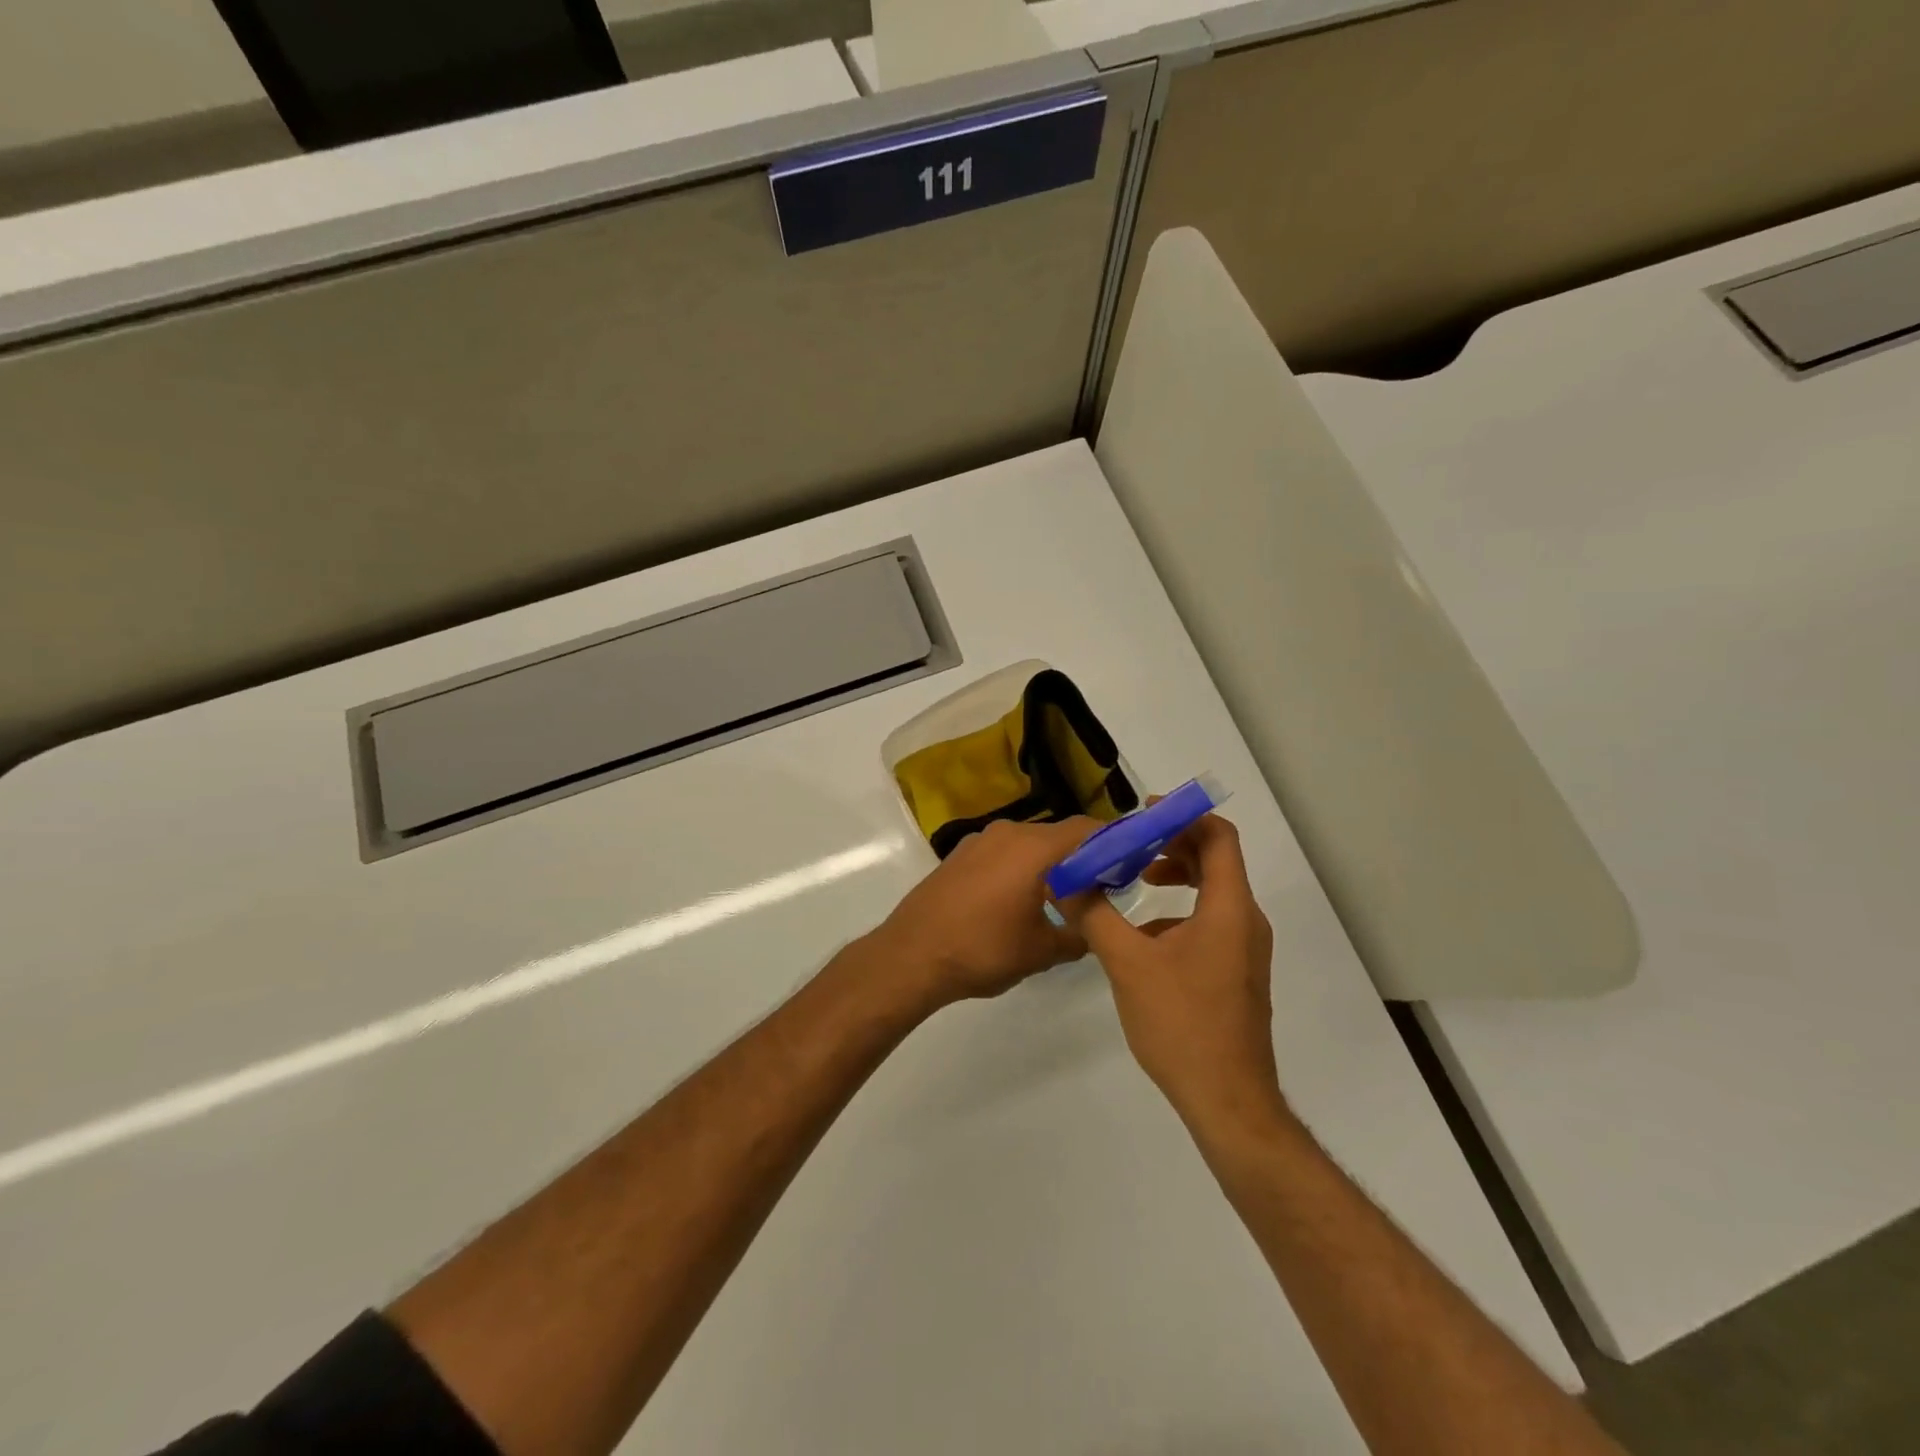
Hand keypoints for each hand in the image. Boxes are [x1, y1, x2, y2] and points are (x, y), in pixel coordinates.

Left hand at [866, 818, 1098, 1008]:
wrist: (911, 955)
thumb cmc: (982, 949)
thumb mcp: (1041, 951)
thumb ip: (1077, 937)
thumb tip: (1092, 931)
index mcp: (1033, 848)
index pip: (1085, 829)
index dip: (1112, 842)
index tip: (1128, 864)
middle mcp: (1007, 833)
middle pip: (1057, 835)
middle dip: (1081, 857)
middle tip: (1099, 888)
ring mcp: (978, 842)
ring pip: (1028, 844)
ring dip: (1049, 863)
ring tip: (1061, 898)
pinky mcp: (959, 856)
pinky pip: (1002, 853)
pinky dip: (1020, 867)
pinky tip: (1020, 900)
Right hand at [1058, 813, 1284, 1132]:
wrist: (1227, 1101)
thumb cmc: (1181, 1023)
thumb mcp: (1127, 963)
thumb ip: (1094, 915)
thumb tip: (1062, 878)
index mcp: (1229, 908)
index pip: (1219, 837)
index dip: (1184, 816)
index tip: (1143, 815)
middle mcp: (1245, 921)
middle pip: (1216, 860)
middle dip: (1172, 844)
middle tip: (1130, 845)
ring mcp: (1244, 950)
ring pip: (1213, 892)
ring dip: (1176, 876)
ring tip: (1134, 881)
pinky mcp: (1236, 974)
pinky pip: (1211, 922)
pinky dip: (1179, 910)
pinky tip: (1143, 936)